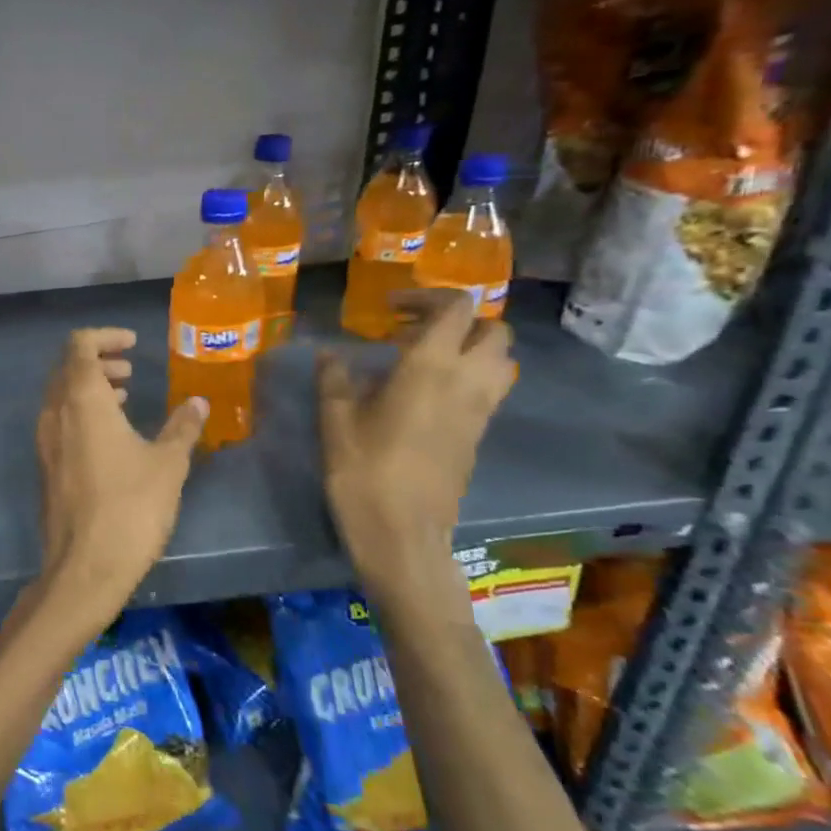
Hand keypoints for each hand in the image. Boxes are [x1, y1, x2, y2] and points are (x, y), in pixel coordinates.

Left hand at [27, 328, 208, 647]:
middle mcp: (55, 413)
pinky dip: (81, 413)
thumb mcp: (167, 464)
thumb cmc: (130, 507)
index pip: (79, 345)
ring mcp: (45, 441)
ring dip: (89, 388)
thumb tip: (197, 402)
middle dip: (98, 361)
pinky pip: (59, 422)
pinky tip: (111, 436)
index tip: (132, 344)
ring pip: (61, 396)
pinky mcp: (46, 466)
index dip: (104, 337)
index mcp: (81, 399)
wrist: (85, 566)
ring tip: (125, 398)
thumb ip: (182, 427)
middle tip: (130, 371)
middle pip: (66, 368)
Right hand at [318, 291, 515, 598]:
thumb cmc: (364, 471)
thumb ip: (335, 379)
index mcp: (431, 367)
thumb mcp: (335, 421)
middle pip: (493, 330)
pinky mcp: (479, 435)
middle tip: (413, 332)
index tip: (391, 308)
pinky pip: (489, 389)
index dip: (426, 297)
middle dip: (458, 321)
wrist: (403, 533)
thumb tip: (330, 354)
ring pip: (500, 361)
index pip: (454, 308)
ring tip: (424, 361)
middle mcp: (467, 381)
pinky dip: (468, 377)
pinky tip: (426, 394)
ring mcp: (481, 411)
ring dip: (470, 349)